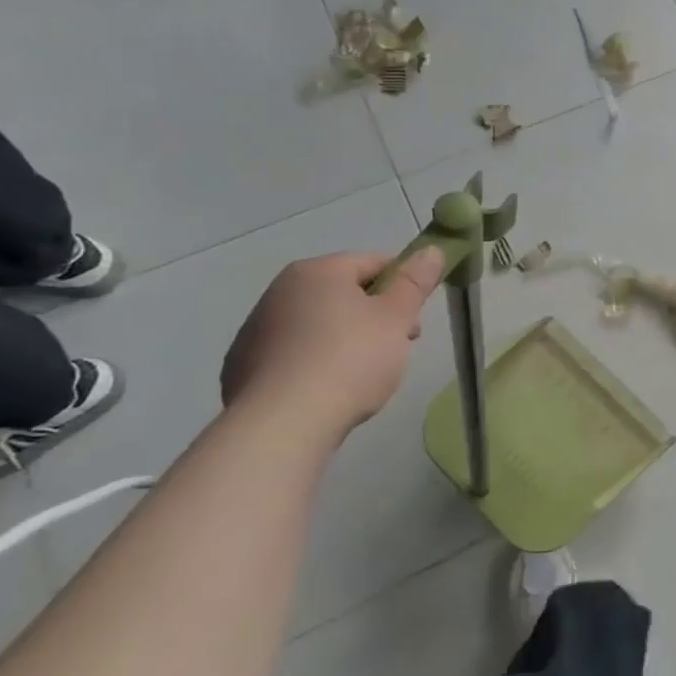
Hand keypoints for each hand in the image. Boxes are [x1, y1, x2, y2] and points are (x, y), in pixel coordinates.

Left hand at [221, 247, 445, 437]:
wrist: (282, 425)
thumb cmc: (349, 361)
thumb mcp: (395, 319)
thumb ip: (415, 282)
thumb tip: (432, 250)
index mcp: (316, 272)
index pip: (373, 263)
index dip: (403, 287)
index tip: (414, 321)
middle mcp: (280, 291)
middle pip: (345, 293)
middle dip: (376, 316)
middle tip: (396, 350)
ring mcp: (256, 329)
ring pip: (319, 324)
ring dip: (346, 339)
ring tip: (362, 376)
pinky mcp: (243, 366)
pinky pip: (294, 354)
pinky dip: (315, 363)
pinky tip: (327, 390)